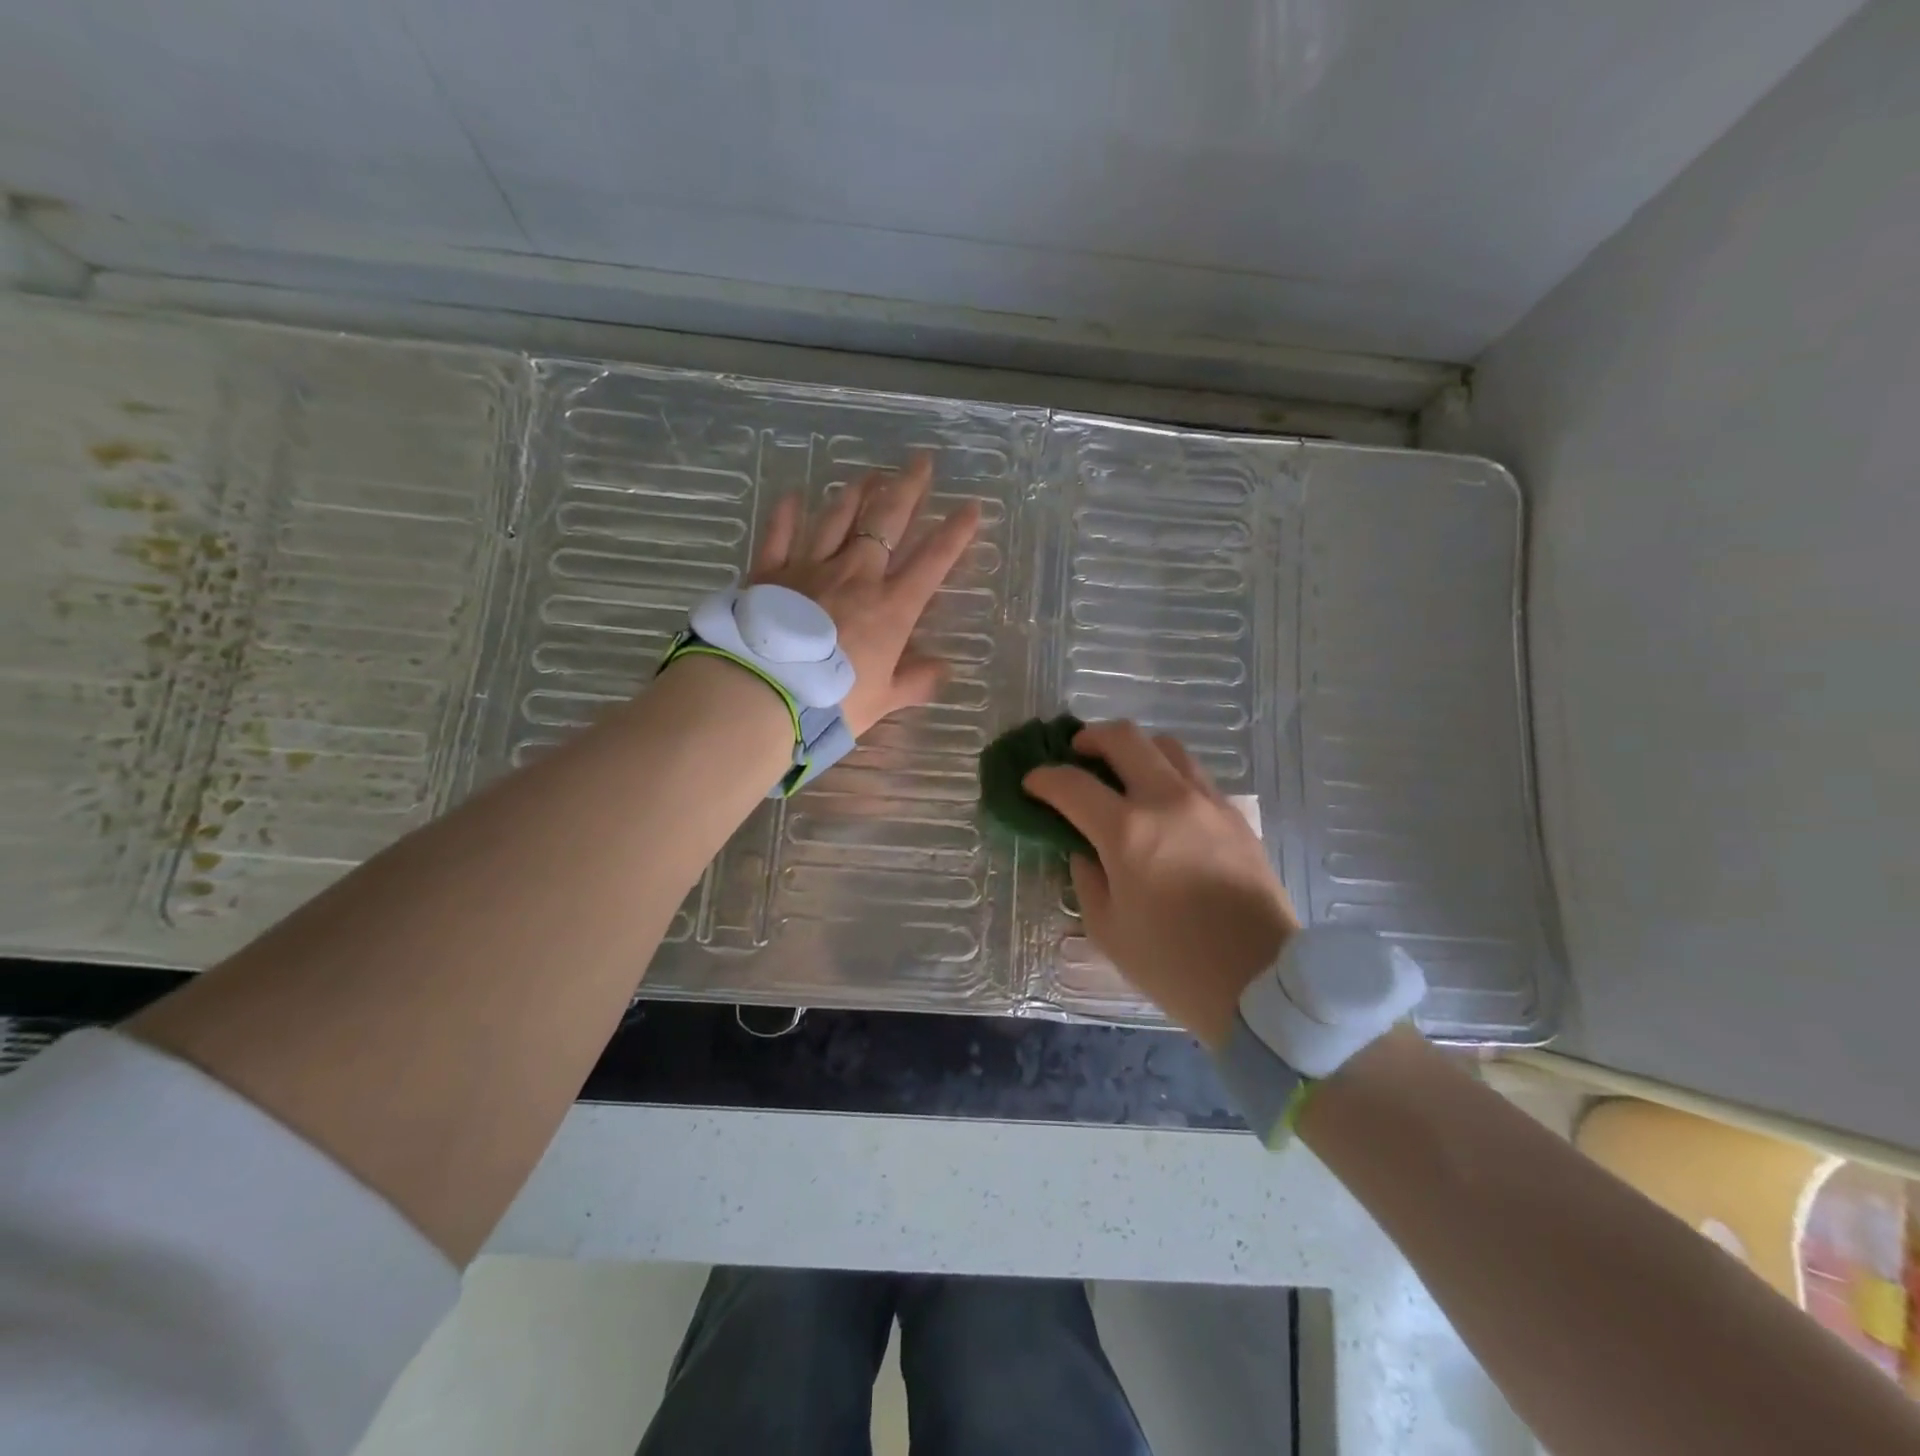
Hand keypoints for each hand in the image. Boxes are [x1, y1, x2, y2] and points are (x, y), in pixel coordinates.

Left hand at [748, 455, 981, 735]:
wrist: (763, 693)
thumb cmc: (831, 700)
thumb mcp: (883, 700)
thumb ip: (915, 682)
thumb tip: (943, 670)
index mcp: (891, 607)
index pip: (932, 562)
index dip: (955, 533)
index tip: (972, 506)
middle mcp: (856, 575)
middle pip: (887, 521)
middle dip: (908, 489)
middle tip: (921, 461)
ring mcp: (811, 568)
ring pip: (837, 518)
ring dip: (856, 492)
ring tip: (870, 472)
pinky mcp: (769, 573)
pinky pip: (780, 534)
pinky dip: (786, 514)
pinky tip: (793, 496)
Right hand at [1024, 722, 1300, 1046]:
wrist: (1261, 983)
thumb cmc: (1173, 965)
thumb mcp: (1107, 929)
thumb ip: (1086, 879)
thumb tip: (1085, 851)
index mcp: (1127, 832)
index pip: (1072, 785)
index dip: (1043, 778)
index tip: (1031, 784)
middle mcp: (1167, 801)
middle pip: (1124, 738)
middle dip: (1090, 738)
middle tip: (1076, 755)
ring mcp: (1207, 803)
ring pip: (1167, 747)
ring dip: (1135, 750)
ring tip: (1122, 773)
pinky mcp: (1235, 816)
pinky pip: (1195, 775)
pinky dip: (1168, 774)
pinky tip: (1161, 804)